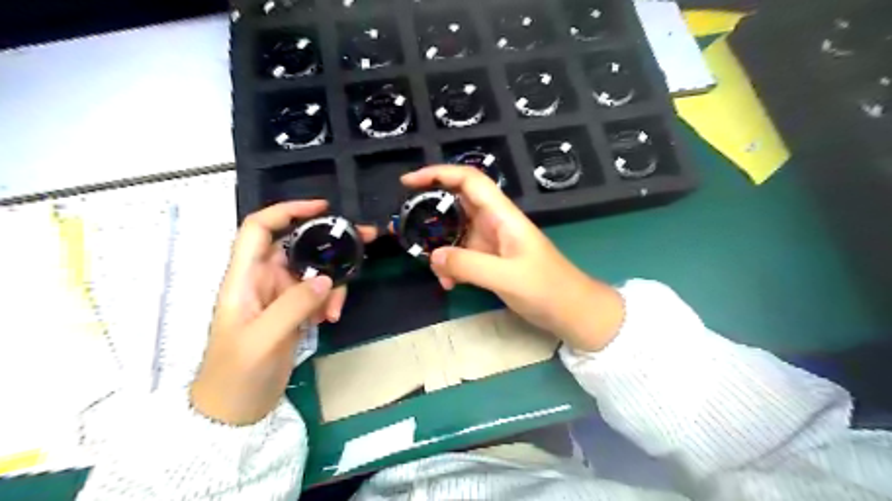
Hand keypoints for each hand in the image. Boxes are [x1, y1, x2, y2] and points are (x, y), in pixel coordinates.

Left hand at [193, 202, 374, 424]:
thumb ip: (294, 305)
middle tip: (365, 241)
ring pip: (314, 270)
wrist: (234, 411)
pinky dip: (329, 300)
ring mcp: (279, 295)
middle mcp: (262, 279)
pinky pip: (318, 293)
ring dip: (332, 283)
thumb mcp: (264, 339)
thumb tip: (327, 279)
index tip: (322, 208)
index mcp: (244, 278)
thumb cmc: (237, 374)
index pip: (259, 229)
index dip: (287, 210)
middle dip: (329, 242)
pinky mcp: (293, 310)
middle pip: (297, 245)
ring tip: (335, 310)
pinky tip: (329, 319)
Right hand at [401, 166, 620, 349]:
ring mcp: (492, 242)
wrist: (571, 311)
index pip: (469, 180)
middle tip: (404, 223)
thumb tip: (432, 257)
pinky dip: (451, 266)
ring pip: (456, 231)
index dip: (439, 173)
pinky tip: (448, 284)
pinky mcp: (491, 260)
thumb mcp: (506, 277)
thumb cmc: (547, 289)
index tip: (408, 183)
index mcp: (503, 215)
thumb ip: (468, 266)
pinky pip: (462, 254)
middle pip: (457, 202)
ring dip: (439, 245)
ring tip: (426, 263)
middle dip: (430, 209)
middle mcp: (495, 223)